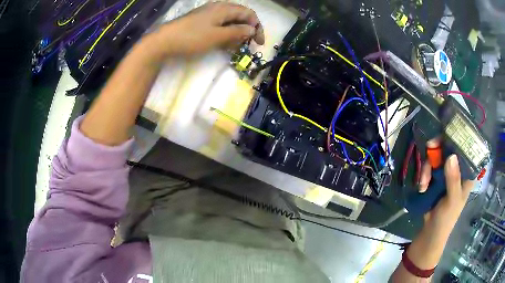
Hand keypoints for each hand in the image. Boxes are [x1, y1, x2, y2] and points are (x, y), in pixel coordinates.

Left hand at [148, 2, 264, 57]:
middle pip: (239, 17)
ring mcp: (207, 14)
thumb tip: (252, 30)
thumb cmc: (191, 38)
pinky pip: (218, 25)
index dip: (257, 28)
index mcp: (224, 8)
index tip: (259, 43)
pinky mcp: (200, 22)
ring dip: (235, 34)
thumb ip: (237, 32)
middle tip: (246, 46)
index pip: (249, 14)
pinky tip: (221, 43)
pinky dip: (224, 34)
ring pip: (228, 22)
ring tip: (234, 47)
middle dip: (246, 31)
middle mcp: (217, 8)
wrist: (163, 42)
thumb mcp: (217, 36)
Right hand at [418, 138, 474, 235]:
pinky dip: (424, 175)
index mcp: (467, 173)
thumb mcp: (452, 200)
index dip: (458, 137)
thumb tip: (451, 156)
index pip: (466, 148)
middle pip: (449, 148)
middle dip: (437, 151)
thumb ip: (453, 180)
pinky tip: (422, 186)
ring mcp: (446, 172)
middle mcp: (458, 168)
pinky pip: (429, 167)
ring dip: (427, 168)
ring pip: (437, 157)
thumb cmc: (447, 218)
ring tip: (423, 183)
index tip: (446, 133)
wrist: (431, 232)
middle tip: (429, 149)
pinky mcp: (436, 177)